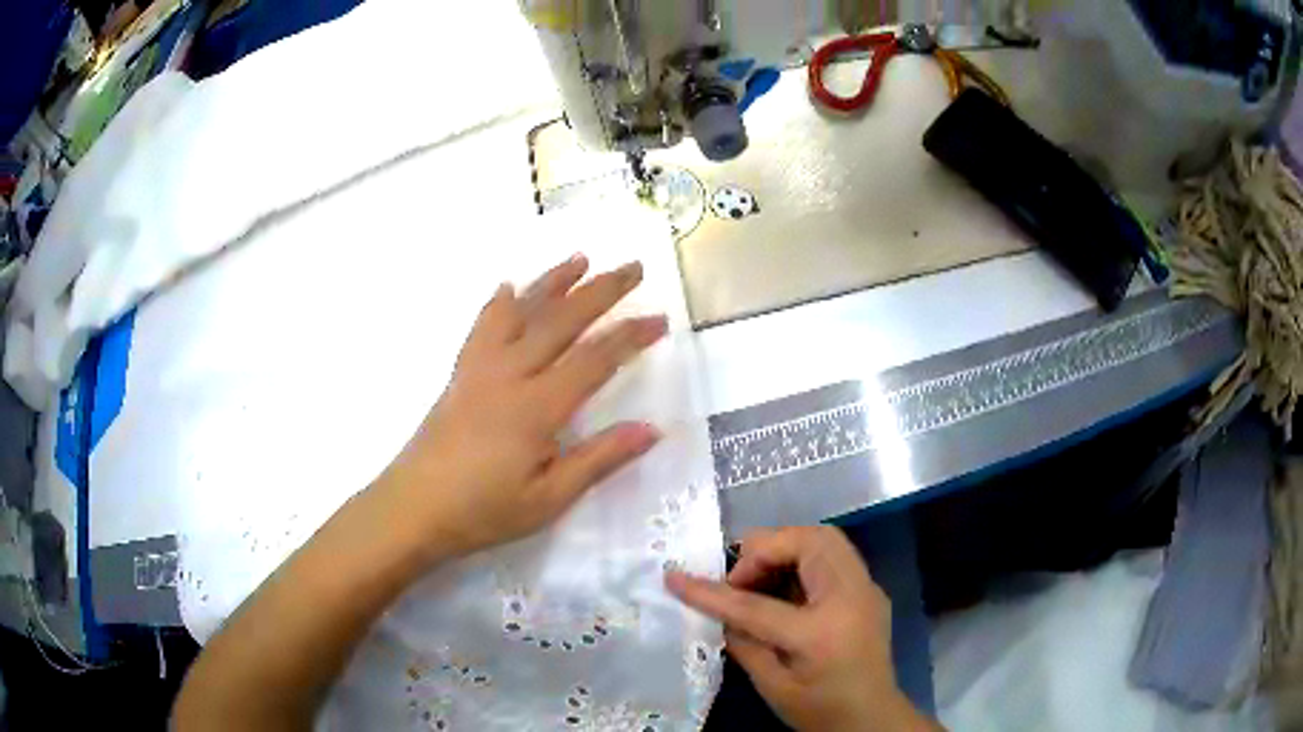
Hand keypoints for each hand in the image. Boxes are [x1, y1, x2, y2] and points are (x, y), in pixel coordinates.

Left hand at [376, 255, 667, 561]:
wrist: (413, 508)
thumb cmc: (483, 511)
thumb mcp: (548, 499)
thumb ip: (599, 459)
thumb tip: (652, 430)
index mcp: (537, 408)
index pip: (595, 360)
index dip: (630, 336)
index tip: (660, 319)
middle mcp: (510, 375)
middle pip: (561, 321)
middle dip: (601, 291)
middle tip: (633, 267)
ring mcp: (480, 369)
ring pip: (521, 312)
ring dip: (553, 282)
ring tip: (580, 259)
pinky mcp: (460, 374)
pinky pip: (482, 327)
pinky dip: (499, 303)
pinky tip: (507, 288)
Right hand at [666, 527, 937, 731]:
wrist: (873, 719)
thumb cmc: (821, 710)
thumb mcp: (772, 686)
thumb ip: (743, 642)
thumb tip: (722, 610)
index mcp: (821, 633)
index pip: (756, 604)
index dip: (711, 592)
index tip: (675, 578)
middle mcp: (851, 597)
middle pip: (808, 542)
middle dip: (765, 549)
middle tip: (739, 579)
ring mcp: (867, 588)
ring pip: (824, 538)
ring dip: (785, 549)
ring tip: (759, 580)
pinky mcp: (869, 589)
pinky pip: (833, 555)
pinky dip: (802, 559)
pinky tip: (786, 589)